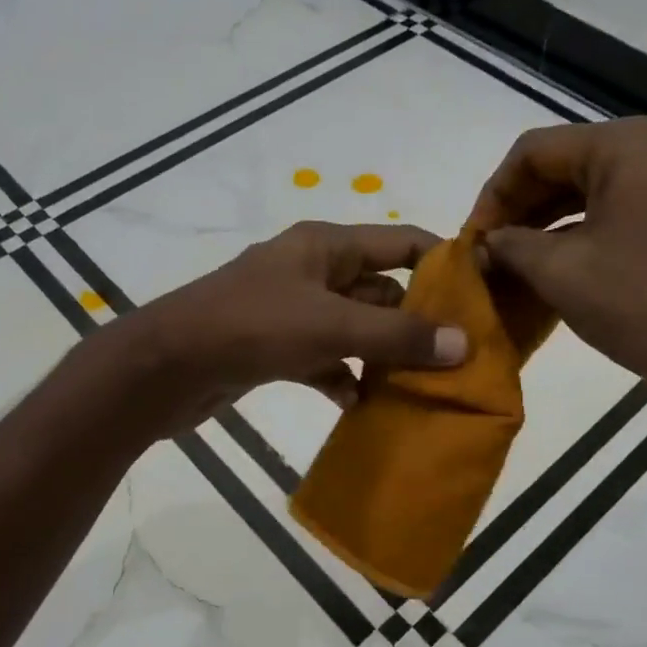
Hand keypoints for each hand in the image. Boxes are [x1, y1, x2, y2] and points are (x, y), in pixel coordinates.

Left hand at [101, 221, 468, 437]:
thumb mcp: (330, 326)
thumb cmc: (251, 327)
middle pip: (381, 290)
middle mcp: (314, 271)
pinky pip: (326, 359)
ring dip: (383, 355)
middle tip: (459, 355)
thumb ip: (396, 336)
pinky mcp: (277, 348)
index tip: (481, 297)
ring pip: (355, 329)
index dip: (441, 263)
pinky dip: (344, 378)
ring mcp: (294, 311)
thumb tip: (463, 344)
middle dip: (417, 321)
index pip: (400, 242)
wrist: (165, 368)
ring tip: (422, 385)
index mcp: (327, 246)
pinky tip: (362, 404)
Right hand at [467, 117, 646, 414]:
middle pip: (570, 162)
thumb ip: (510, 246)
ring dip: (554, 218)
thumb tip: (484, 244)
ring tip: (519, 256)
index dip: (494, 193)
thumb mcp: (559, 272)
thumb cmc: (639, 306)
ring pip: (600, 184)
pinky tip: (564, 258)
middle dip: (524, 206)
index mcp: (628, 145)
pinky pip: (630, 203)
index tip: (474, 236)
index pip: (536, 151)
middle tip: (492, 247)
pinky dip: (591, 225)